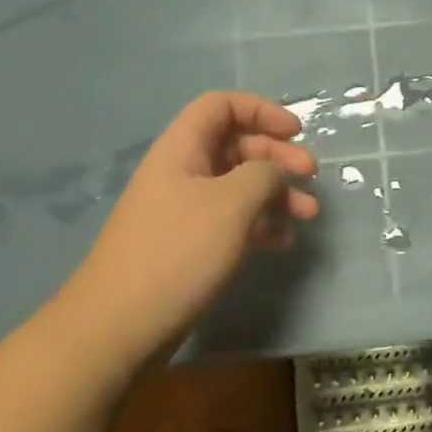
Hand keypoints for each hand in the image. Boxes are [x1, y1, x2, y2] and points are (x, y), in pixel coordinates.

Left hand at [53, 91, 319, 363]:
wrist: (120, 325)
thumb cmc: (178, 252)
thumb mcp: (232, 204)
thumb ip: (264, 175)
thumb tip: (275, 173)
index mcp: (182, 149)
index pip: (222, 106)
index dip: (262, 110)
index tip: (296, 133)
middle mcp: (182, 172)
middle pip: (236, 145)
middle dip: (278, 156)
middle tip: (311, 176)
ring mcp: (184, 210)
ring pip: (238, 185)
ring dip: (276, 193)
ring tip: (308, 215)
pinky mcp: (188, 244)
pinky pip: (232, 219)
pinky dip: (260, 223)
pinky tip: (282, 242)